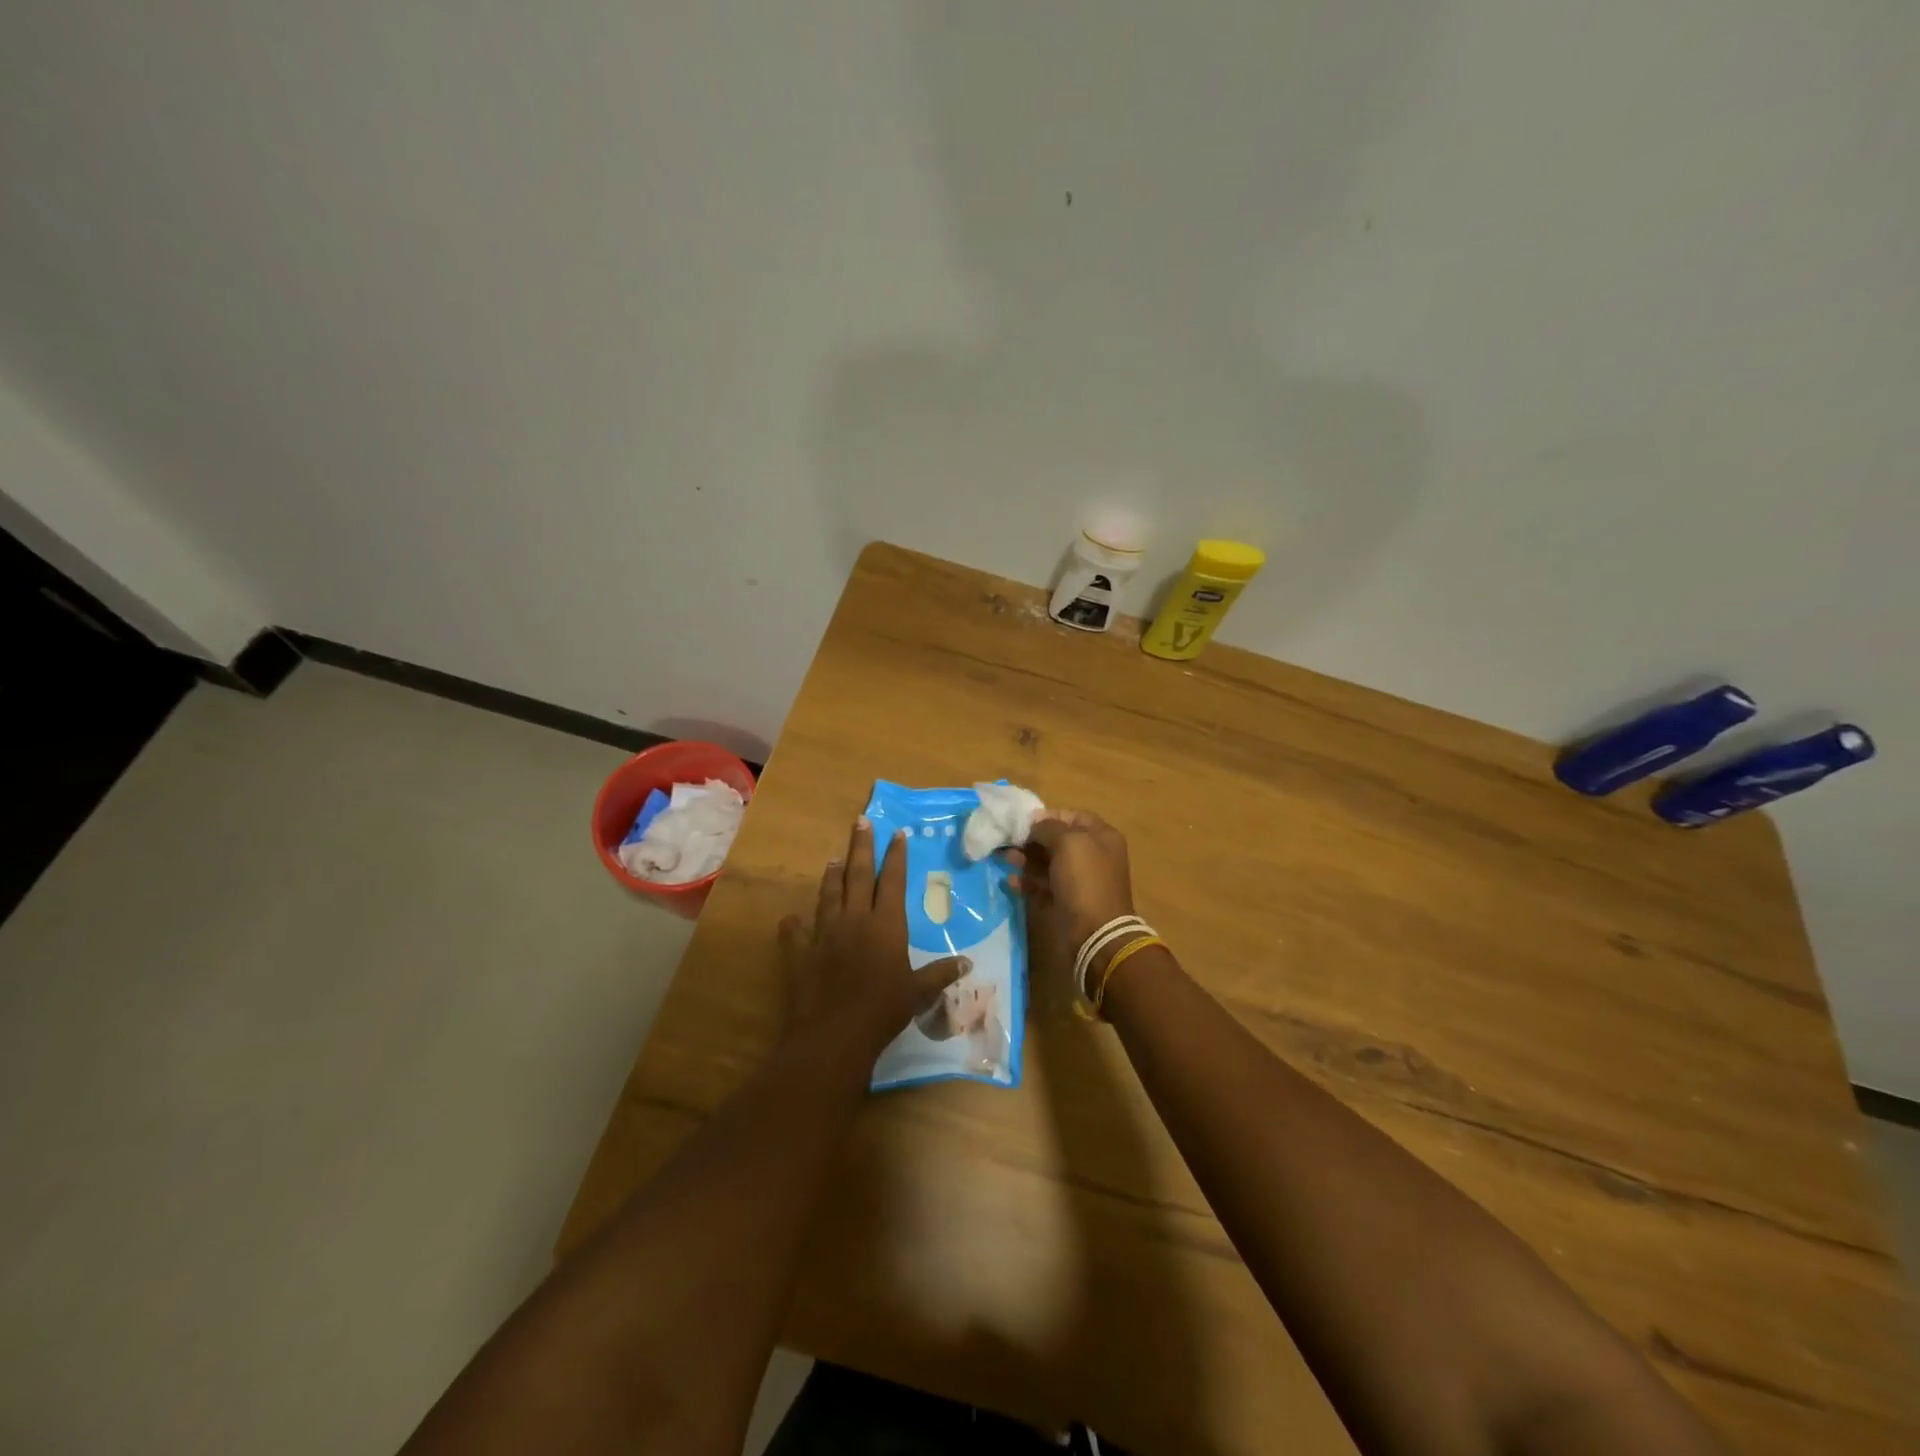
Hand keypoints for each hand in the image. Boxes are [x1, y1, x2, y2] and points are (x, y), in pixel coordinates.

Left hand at [779, 817, 970, 1058]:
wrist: (834, 1035)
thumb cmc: (883, 1010)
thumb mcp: (918, 993)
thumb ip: (940, 974)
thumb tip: (967, 962)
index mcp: (886, 924)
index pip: (893, 881)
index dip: (896, 856)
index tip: (897, 833)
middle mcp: (854, 919)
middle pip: (858, 874)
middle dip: (861, 846)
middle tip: (861, 821)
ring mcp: (824, 933)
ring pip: (828, 894)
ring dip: (832, 875)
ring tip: (833, 858)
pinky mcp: (800, 952)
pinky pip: (795, 932)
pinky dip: (794, 924)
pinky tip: (792, 919)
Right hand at [1003, 809, 1137, 956]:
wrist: (1095, 933)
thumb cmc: (1084, 880)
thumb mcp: (1068, 842)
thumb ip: (1048, 828)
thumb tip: (1034, 825)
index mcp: (1101, 837)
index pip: (1072, 816)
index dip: (1048, 816)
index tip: (1023, 822)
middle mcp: (1092, 855)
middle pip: (1057, 840)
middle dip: (1031, 839)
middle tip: (1007, 841)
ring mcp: (1080, 880)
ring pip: (1048, 863)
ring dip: (1026, 860)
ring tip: (1005, 859)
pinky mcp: (1067, 901)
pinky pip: (1044, 885)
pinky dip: (1028, 882)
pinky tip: (1012, 882)